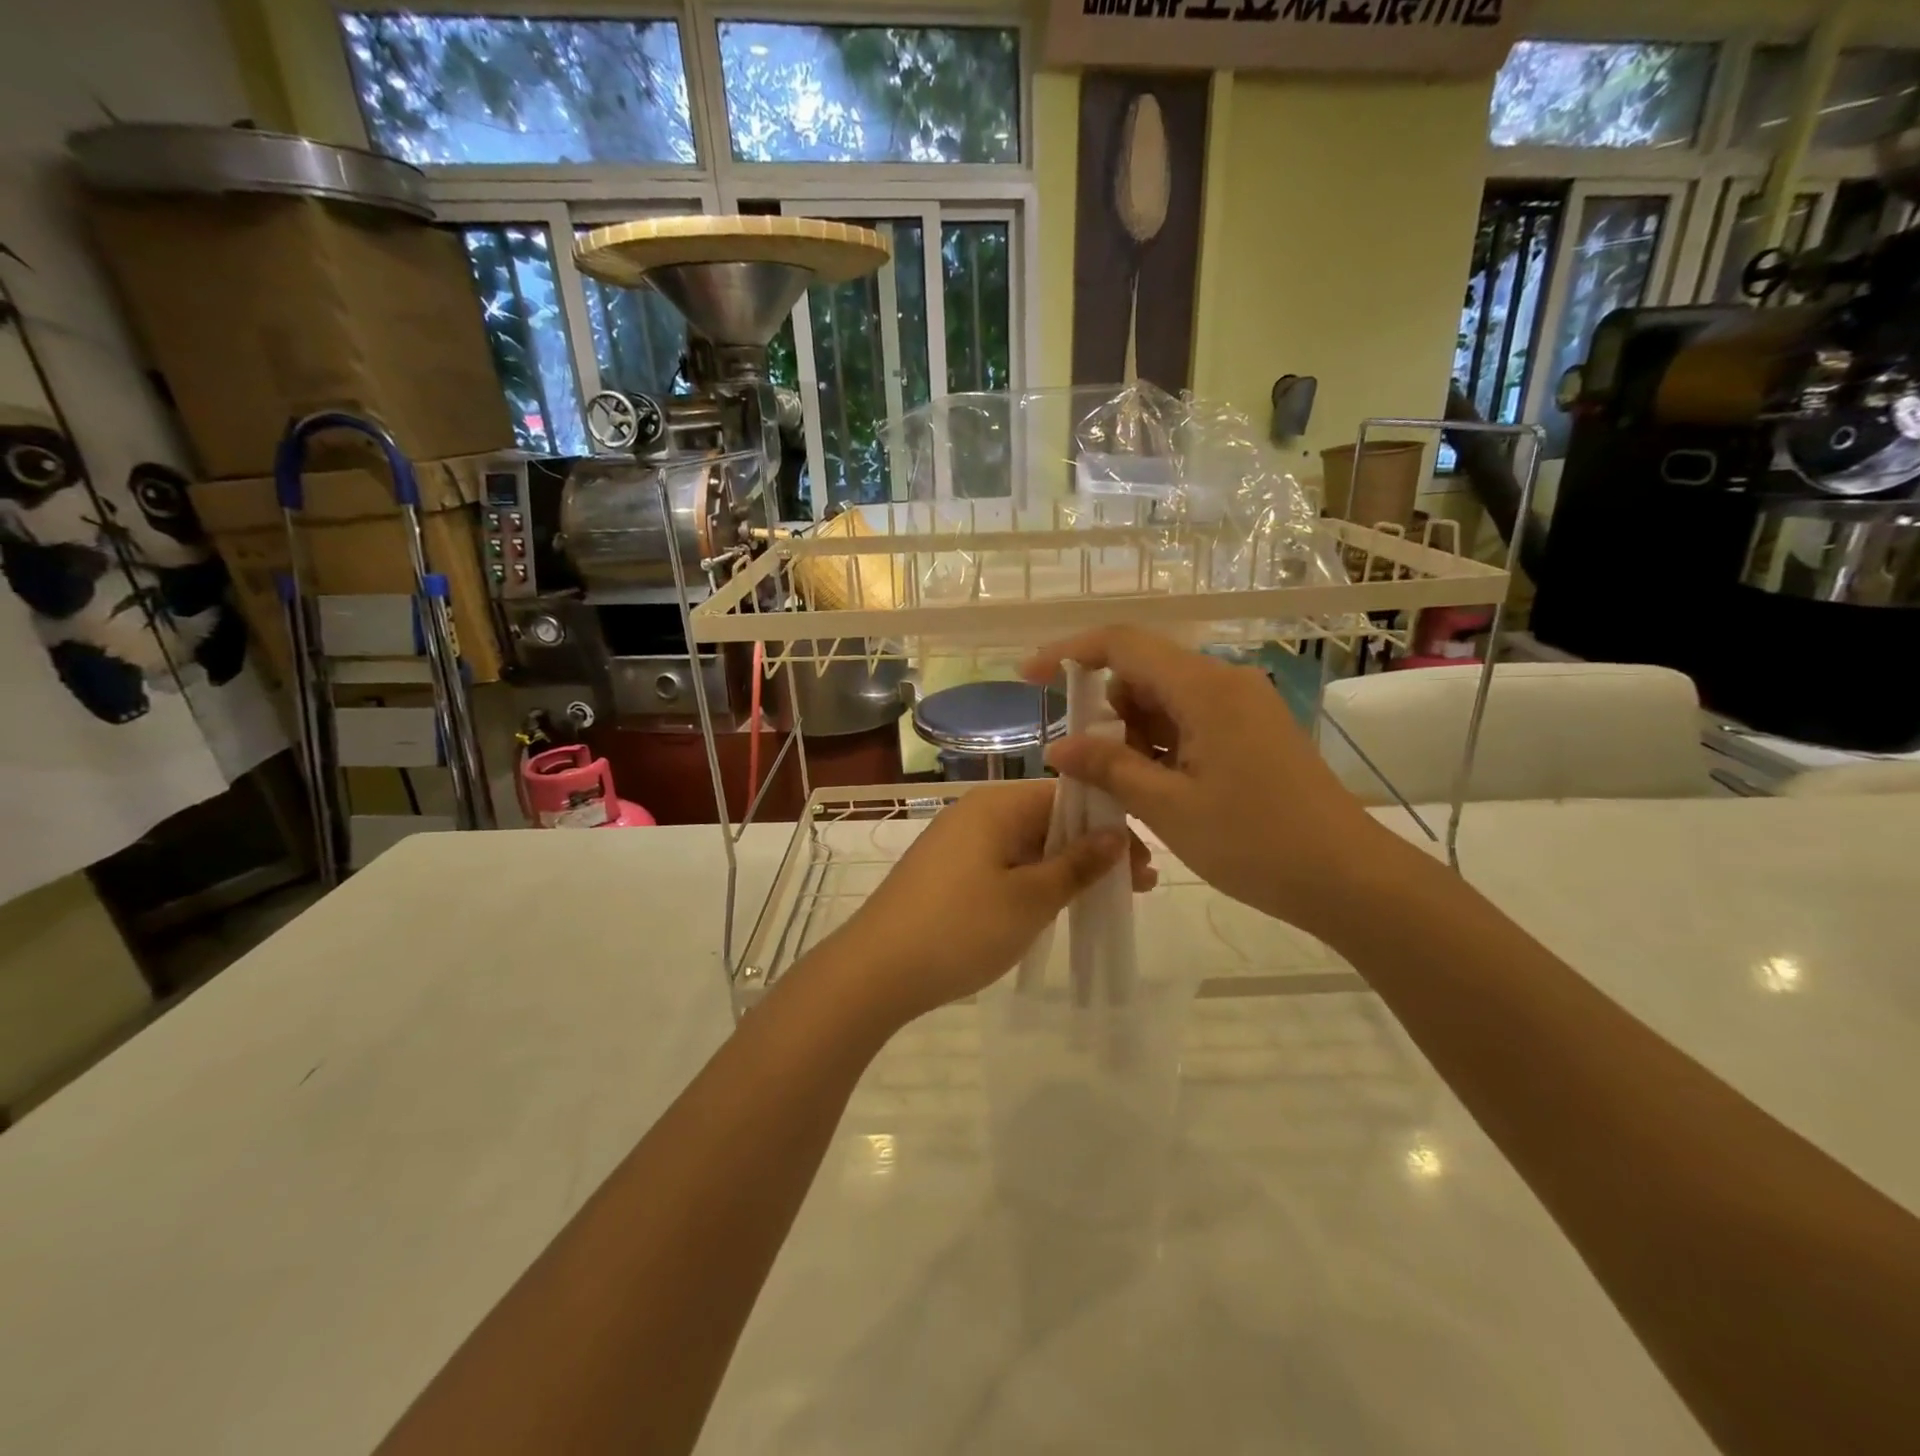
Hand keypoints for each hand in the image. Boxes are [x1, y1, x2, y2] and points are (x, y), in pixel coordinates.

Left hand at [821, 781, 1140, 1028]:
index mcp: (997, 804)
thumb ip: (1077, 864)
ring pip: (1027, 844)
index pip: (1069, 797)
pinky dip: (1033, 880)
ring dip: (1065, 868)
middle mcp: (976, 811)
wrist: (874, 971)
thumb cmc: (960, 928)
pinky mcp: (946, 870)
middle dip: (1092, 850)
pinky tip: (1053, 905)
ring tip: (1102, 900)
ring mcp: (957, 840)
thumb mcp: (1030, 899)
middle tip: (1135, 888)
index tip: (1142, 864)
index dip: (1110, 826)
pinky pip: (1003, 863)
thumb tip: (1116, 834)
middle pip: (1048, 819)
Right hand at [1022, 628, 1396, 937]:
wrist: (1349, 879)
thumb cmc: (1255, 842)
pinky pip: (1190, 722)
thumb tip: (1057, 747)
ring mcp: (1243, 708)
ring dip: (1132, 734)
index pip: (1122, 644)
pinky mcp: (1252, 733)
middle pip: (1142, 672)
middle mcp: (1224, 683)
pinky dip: (1160, 746)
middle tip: (1086, 767)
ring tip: (1123, 789)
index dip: (1069, 653)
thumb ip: (1108, 768)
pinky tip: (1153, 789)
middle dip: (1104, 710)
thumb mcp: (1168, 807)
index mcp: (1204, 687)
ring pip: (1165, 700)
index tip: (1030, 678)